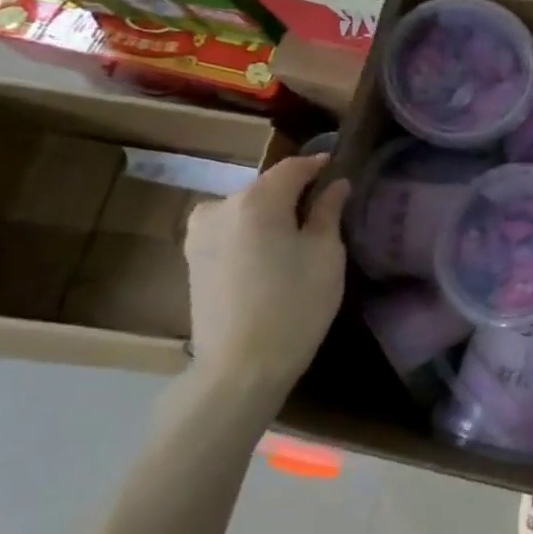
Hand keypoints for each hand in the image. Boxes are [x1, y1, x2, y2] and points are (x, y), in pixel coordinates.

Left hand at [183, 154, 349, 404]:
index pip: (294, 167)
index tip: (340, 170)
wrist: (240, 367)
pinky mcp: (192, 258)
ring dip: (272, 214)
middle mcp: (220, 206)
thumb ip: (329, 211)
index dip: (319, 166)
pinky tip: (271, 256)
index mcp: (257, 200)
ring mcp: (200, 233)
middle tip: (325, 210)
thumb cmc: (295, 304)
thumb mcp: (326, 254)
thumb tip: (335, 185)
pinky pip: (231, 230)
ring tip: (298, 236)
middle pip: (267, 187)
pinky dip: (252, 233)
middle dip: (295, 193)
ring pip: (247, 209)